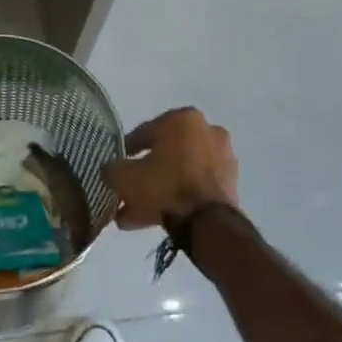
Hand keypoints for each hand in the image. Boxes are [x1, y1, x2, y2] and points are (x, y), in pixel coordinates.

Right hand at [102, 107, 239, 231]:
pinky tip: (156, 218)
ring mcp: (222, 158)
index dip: (127, 150)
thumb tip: (110, 170)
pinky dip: (178, 198)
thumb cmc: (164, 185)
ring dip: (160, 188)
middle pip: (166, 153)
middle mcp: (207, 131)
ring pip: (180, 172)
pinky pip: (195, 187)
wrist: (207, 223)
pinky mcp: (230, 184)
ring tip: (137, 212)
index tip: (117, 165)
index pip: (145, 132)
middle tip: (128, 190)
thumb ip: (112, 169)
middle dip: (146, 172)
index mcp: (183, 119)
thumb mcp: (125, 176)